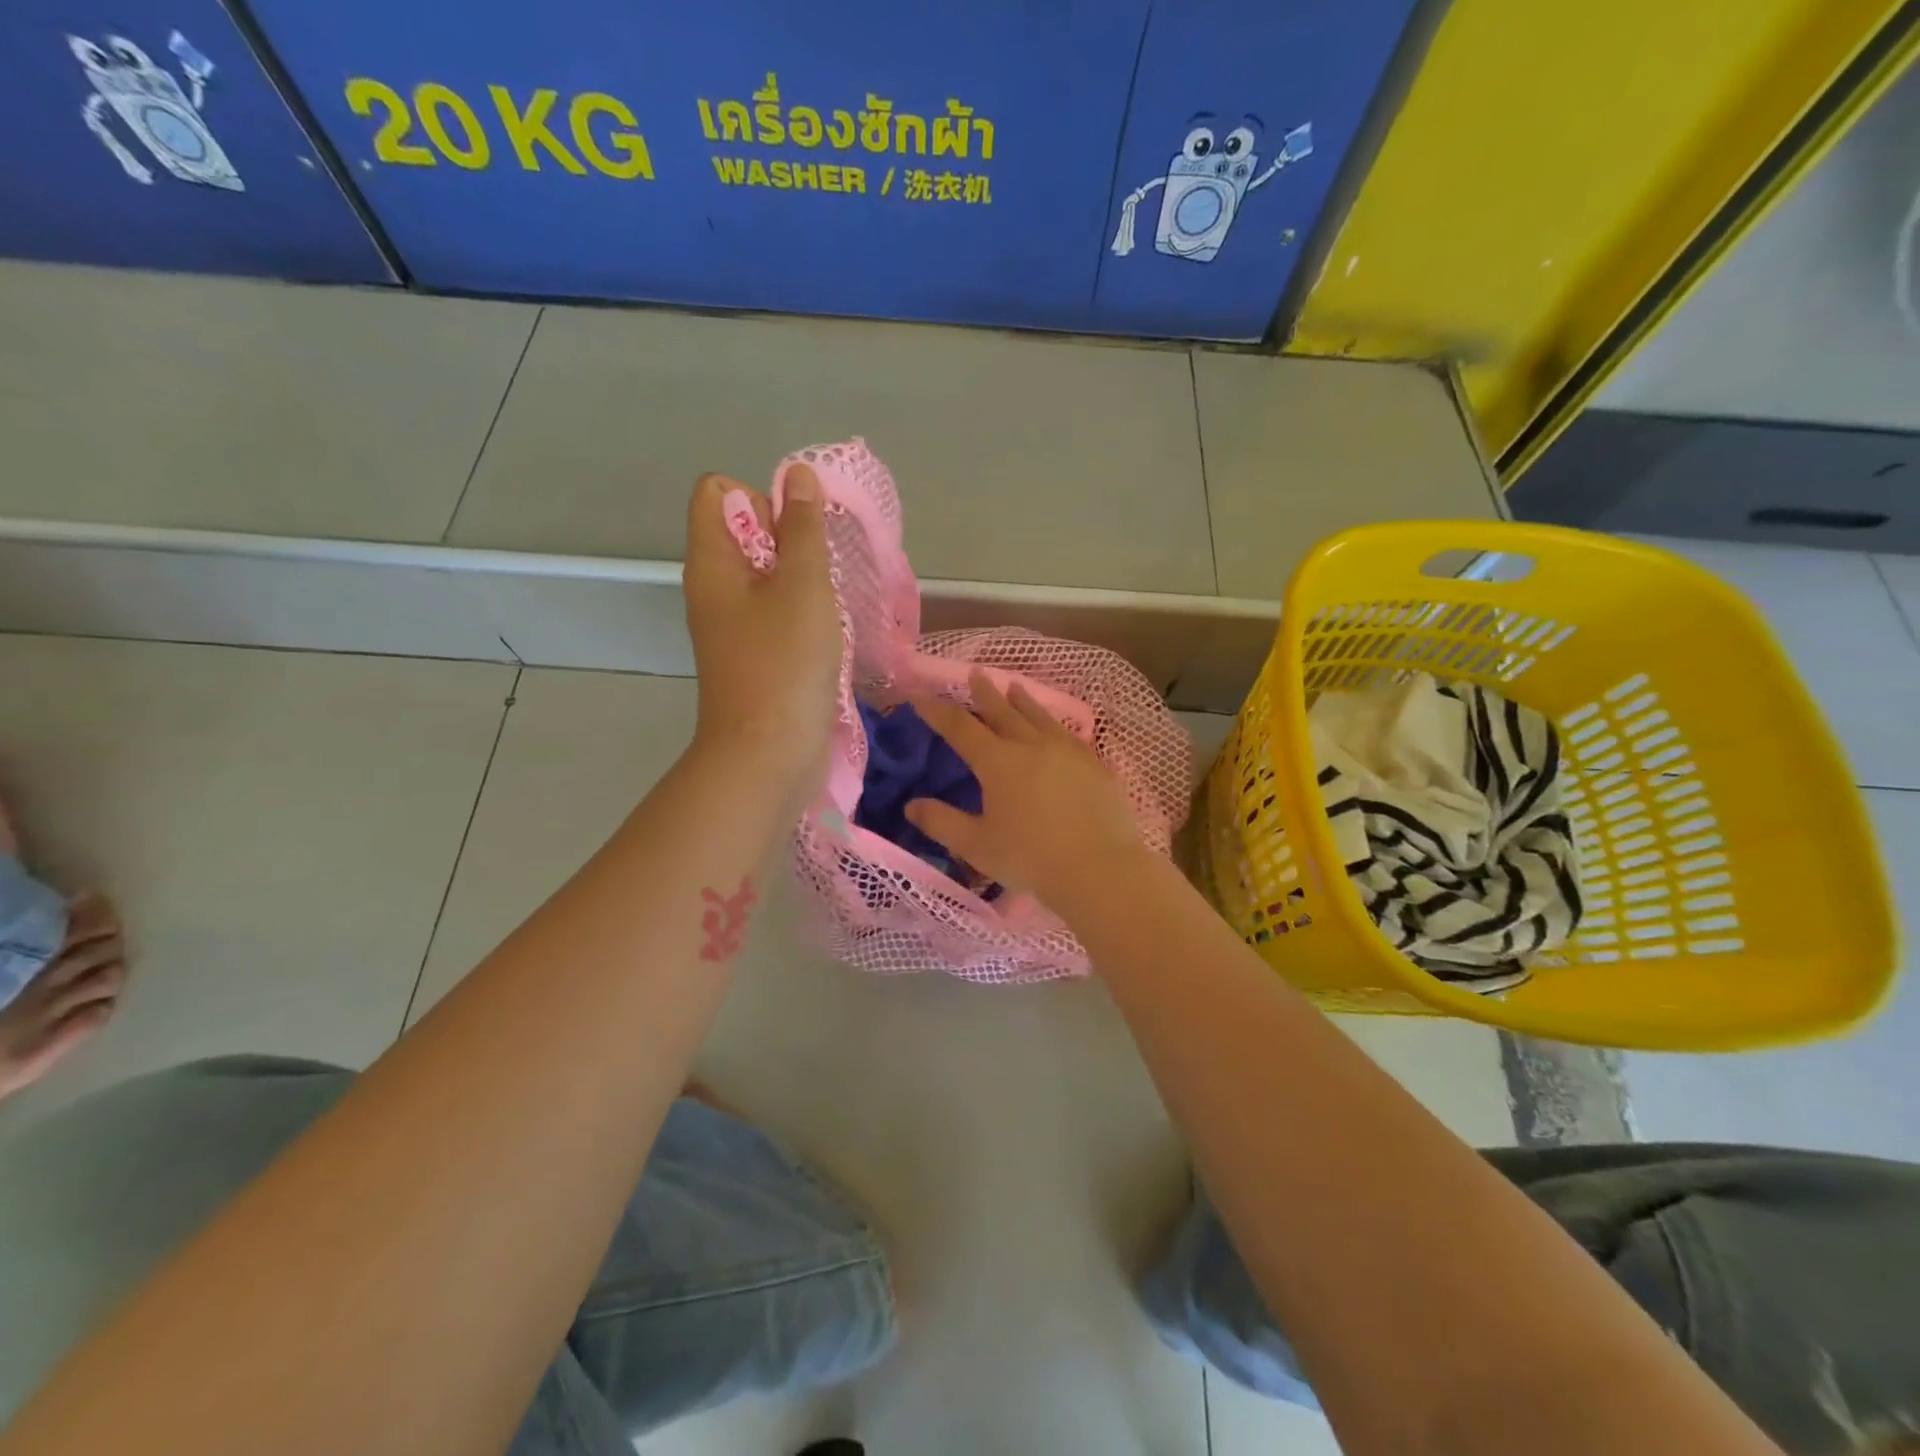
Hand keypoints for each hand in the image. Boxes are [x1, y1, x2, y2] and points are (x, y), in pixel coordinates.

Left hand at [682, 466, 839, 786]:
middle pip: (745, 532)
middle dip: (790, 539)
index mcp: (711, 562)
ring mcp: (733, 626)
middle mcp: (714, 588)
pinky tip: (828, 634)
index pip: (718, 492)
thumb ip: (803, 529)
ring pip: (767, 576)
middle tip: (821, 573)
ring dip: (803, 579)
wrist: (768, 755)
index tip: (796, 534)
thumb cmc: (784, 663)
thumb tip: (798, 475)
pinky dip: (803, 613)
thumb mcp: (803, 586)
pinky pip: (776, 613)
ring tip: (829, 604)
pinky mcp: (754, 657)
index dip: (760, 497)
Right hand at [907, 672, 1149, 905]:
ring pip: (1039, 716)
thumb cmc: (1030, 858)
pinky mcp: (1093, 763)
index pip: (960, 728)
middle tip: (975, 673)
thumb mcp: (976, 846)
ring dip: (1022, 700)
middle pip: (1002, 711)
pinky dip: (1052, 723)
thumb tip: (911, 805)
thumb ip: (941, 822)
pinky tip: (1055, 727)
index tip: (920, 694)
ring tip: (1014, 686)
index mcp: (998, 762)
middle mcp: (1031, 745)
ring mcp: (1066, 751)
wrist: (1099, 868)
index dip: (937, 711)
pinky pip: (1067, 733)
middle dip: (984, 693)